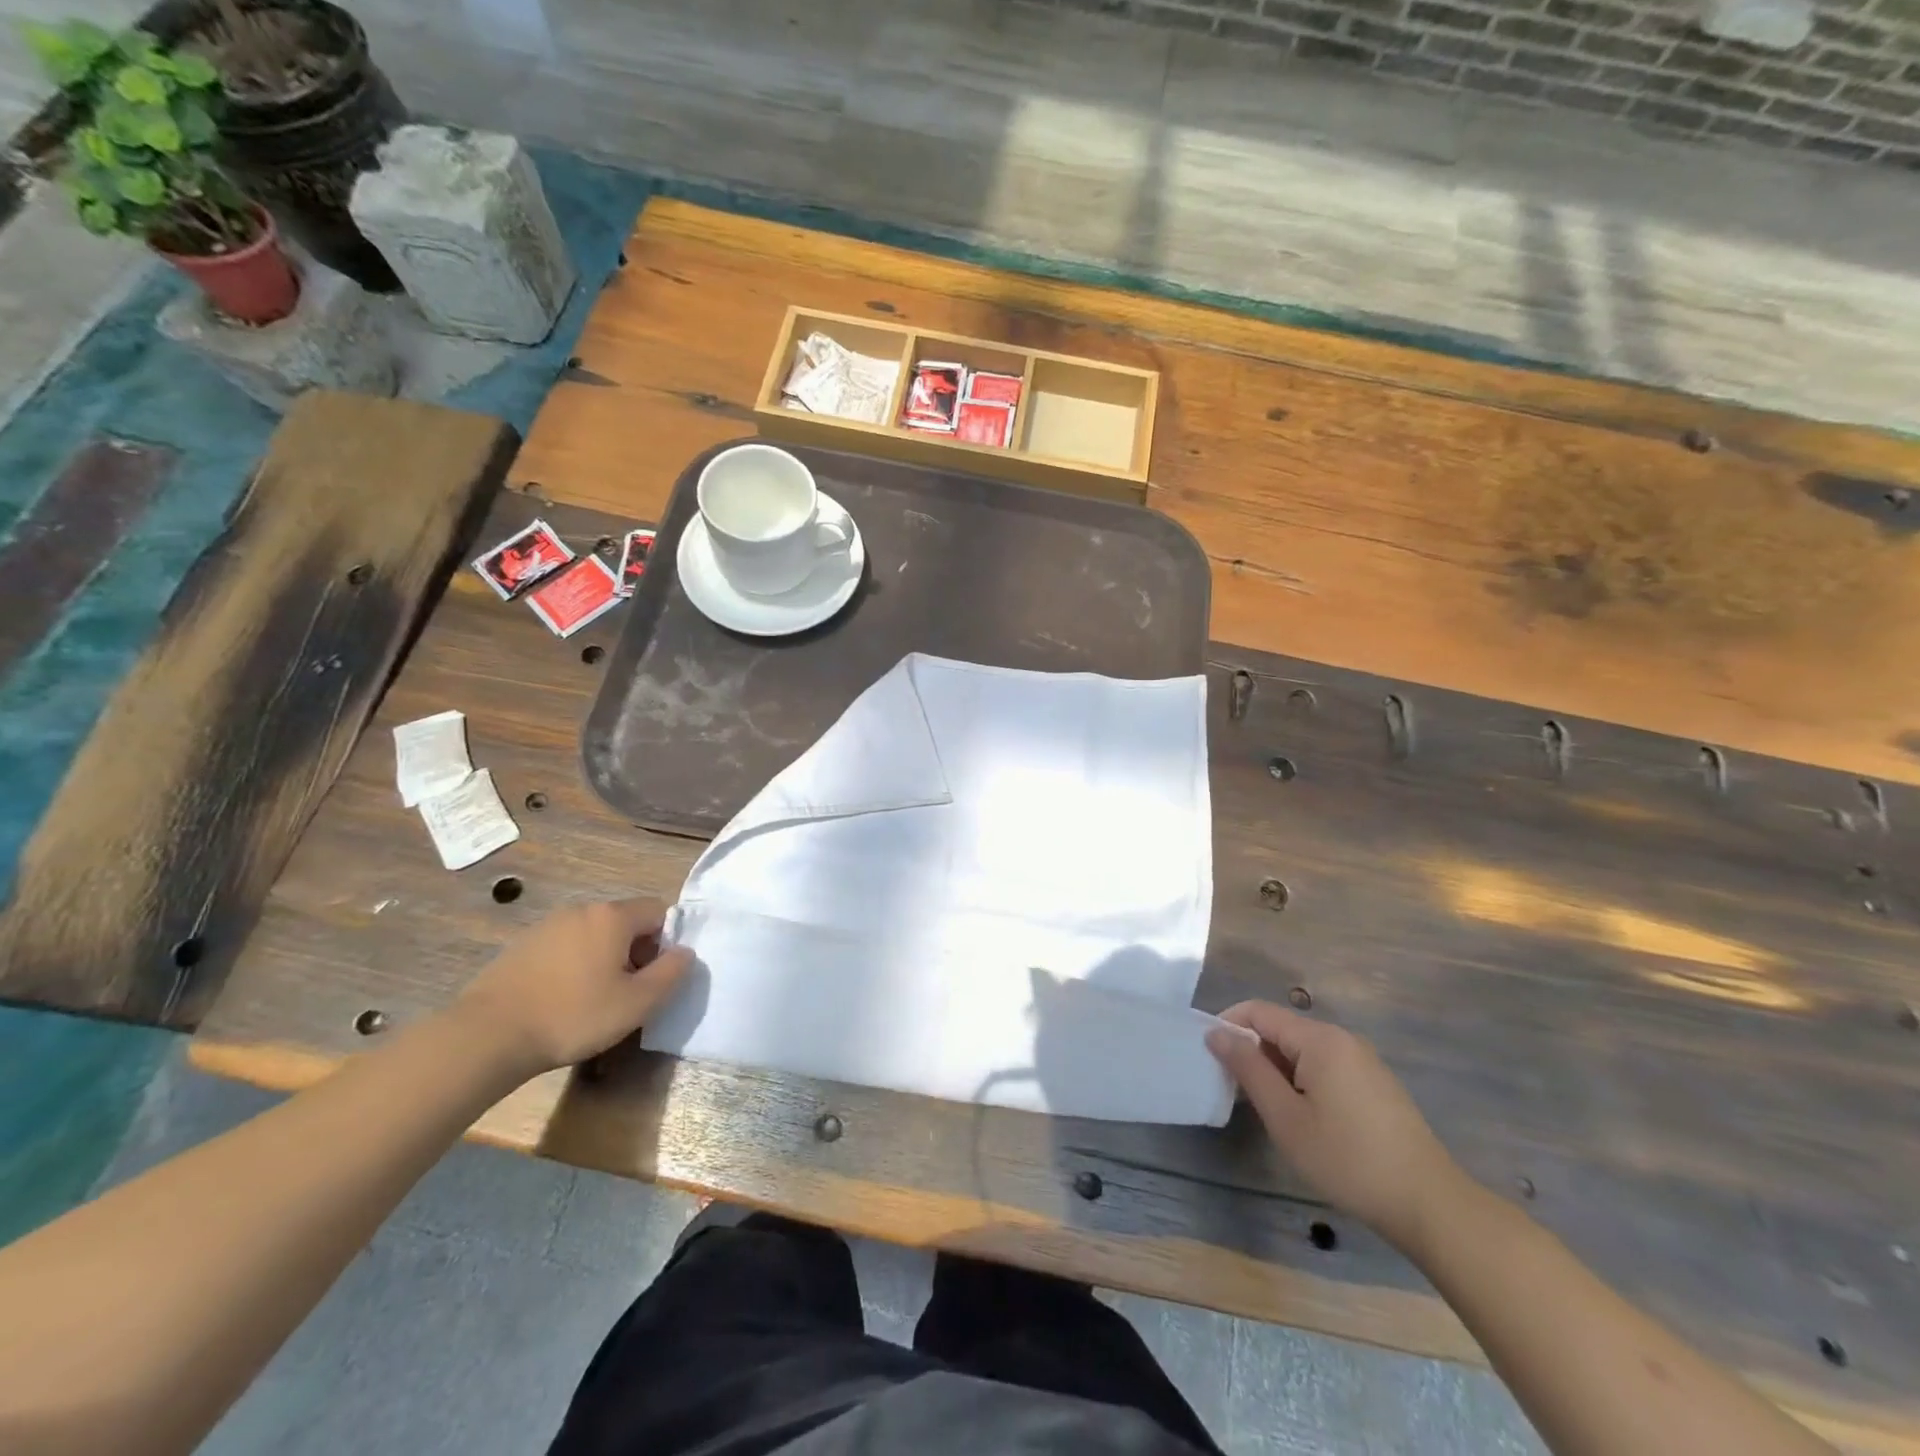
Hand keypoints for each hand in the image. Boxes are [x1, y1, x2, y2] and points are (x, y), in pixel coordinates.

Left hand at [454, 899, 691, 1078]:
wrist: (486, 1036)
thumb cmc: (573, 1016)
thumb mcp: (637, 1003)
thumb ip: (671, 973)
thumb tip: (686, 953)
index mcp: (612, 916)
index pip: (658, 910)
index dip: (667, 940)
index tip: (656, 975)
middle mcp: (581, 910)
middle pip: (625, 921)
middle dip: (636, 951)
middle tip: (630, 992)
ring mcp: (547, 925)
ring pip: (593, 935)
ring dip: (604, 959)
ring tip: (595, 999)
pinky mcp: (521, 946)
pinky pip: (564, 947)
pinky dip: (573, 966)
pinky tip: (562, 1000)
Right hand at [1207, 1001, 1463, 1252]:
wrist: (1430, 1206)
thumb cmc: (1348, 1160)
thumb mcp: (1286, 1117)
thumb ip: (1248, 1069)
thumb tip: (1216, 1033)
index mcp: (1320, 1039)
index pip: (1259, 1011)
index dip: (1228, 1025)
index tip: (1208, 1056)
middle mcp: (1342, 1039)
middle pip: (1281, 1029)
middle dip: (1252, 1051)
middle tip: (1234, 1090)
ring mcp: (1363, 1061)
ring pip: (1303, 1050)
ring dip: (1276, 1069)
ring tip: (1266, 1109)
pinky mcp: (1375, 1085)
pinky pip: (1325, 1066)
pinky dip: (1302, 1080)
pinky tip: (1303, 1118)